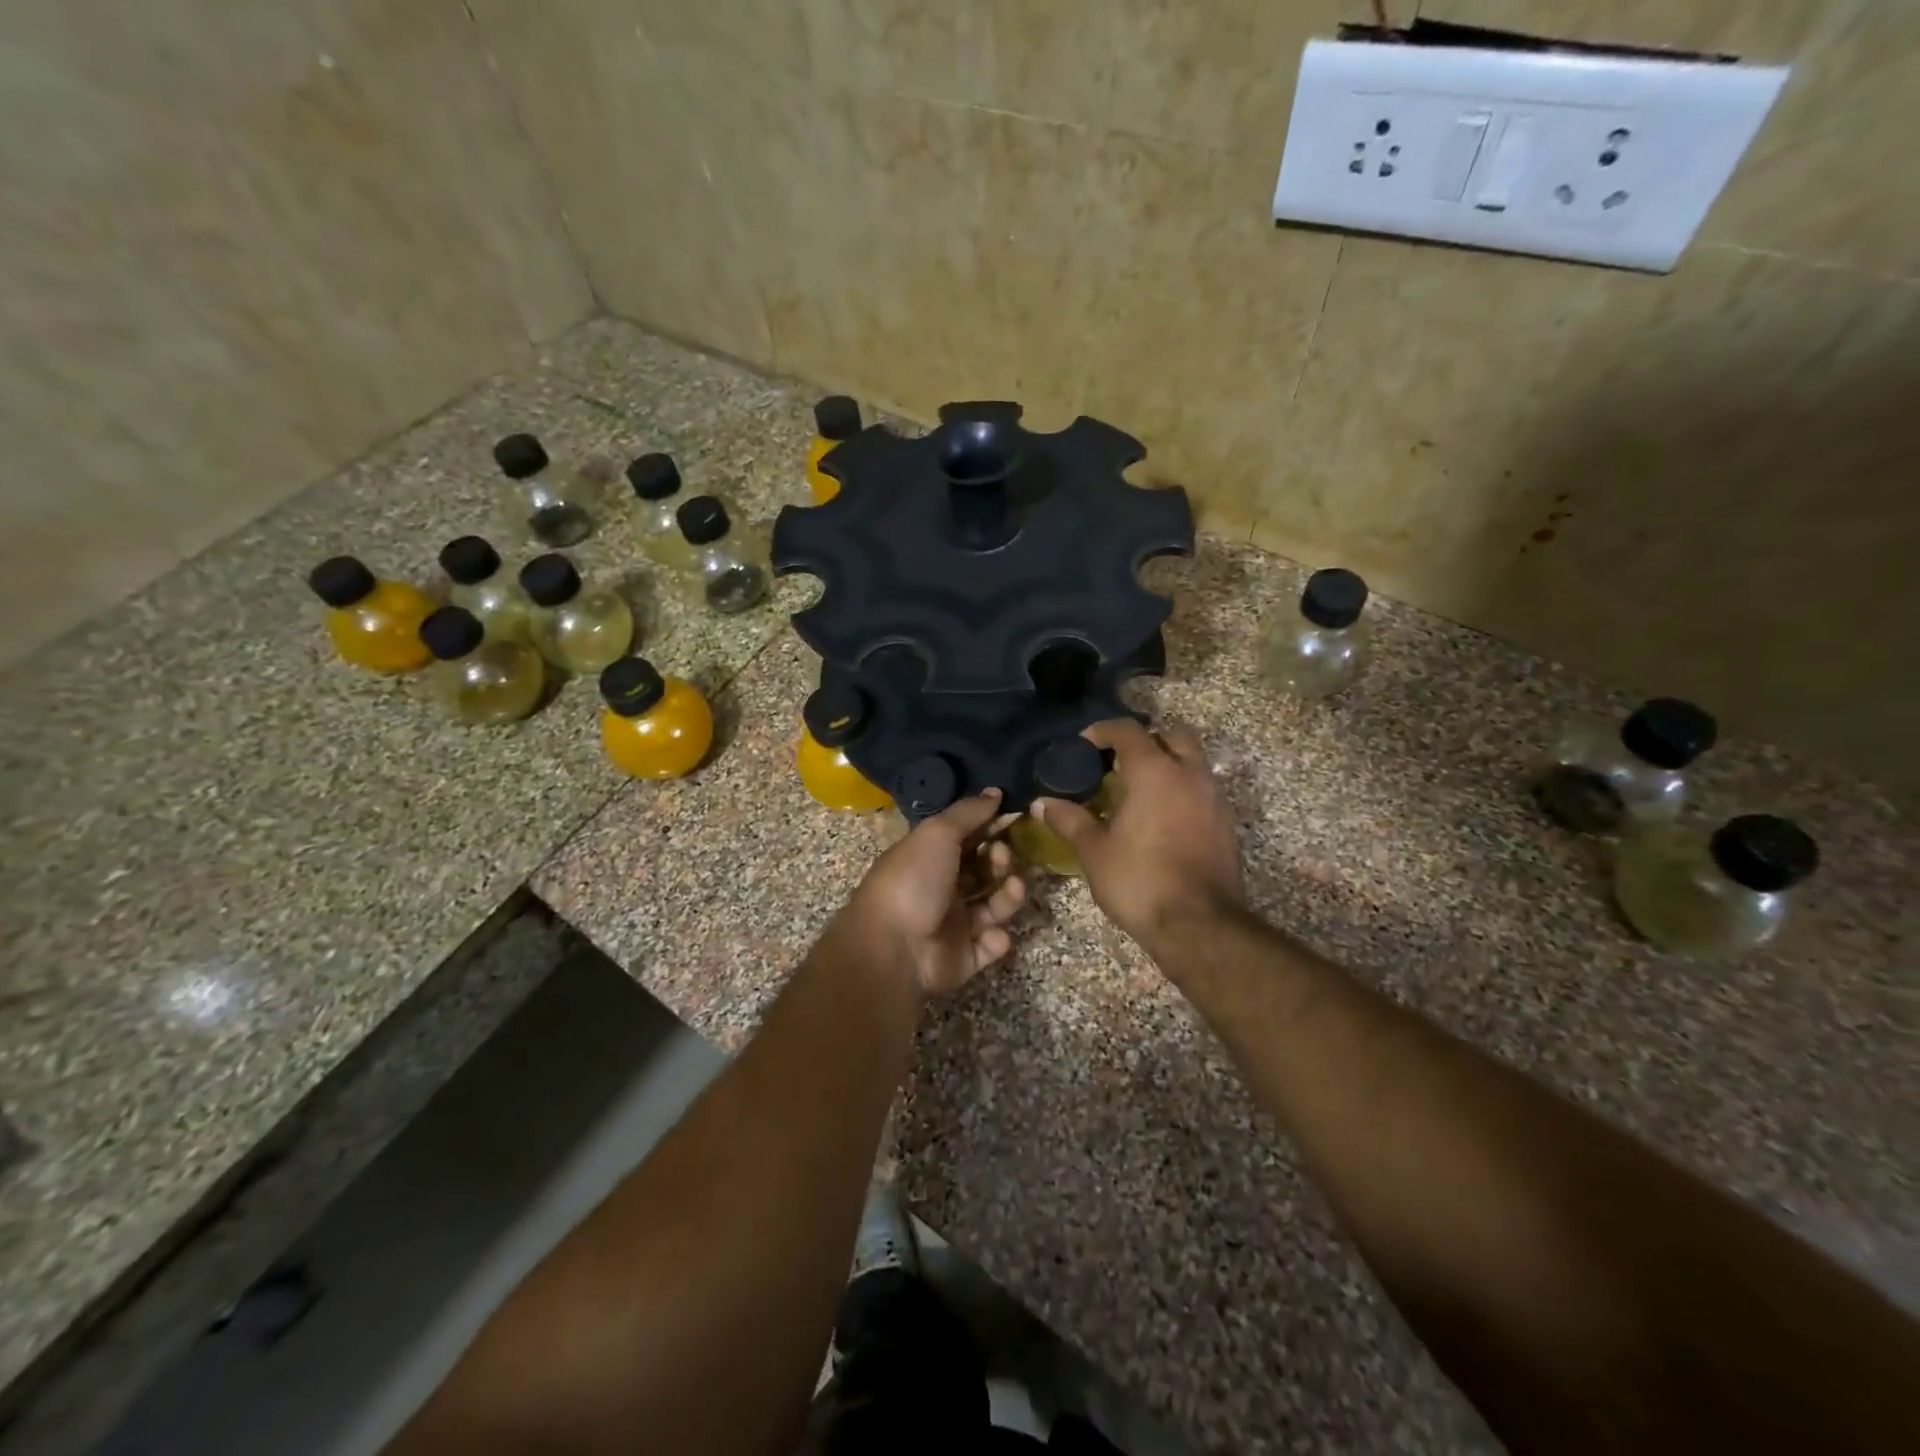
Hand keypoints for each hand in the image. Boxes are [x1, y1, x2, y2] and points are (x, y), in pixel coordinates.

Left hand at [843, 790, 1025, 999]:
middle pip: (984, 870)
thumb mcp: (937, 834)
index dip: (990, 827)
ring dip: (1008, 895)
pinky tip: (991, 934)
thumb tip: (995, 791)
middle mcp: (942, 888)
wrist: (893, 950)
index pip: (967, 837)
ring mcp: (954, 924)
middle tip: (1002, 856)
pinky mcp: (965, 957)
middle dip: (1001, 860)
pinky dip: (997, 939)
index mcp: (929, 857)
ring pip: (994, 905)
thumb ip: (968, 812)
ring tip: (1011, 888)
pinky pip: (992, 944)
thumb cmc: (913, 881)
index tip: (1015, 817)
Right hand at [1035, 719, 1243, 949]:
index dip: (1102, 731)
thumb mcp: (1094, 851)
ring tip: (1137, 793)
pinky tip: (1160, 819)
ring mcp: (1213, 798)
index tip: (1083, 746)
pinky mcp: (1225, 824)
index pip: (1128, 730)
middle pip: (1171, 735)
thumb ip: (1069, 820)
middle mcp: (1189, 774)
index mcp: (1154, 771)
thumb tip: (1042, 803)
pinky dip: (1181, 791)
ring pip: (1191, 762)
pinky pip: (1201, 790)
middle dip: (1145, 741)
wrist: (1199, 925)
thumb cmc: (1139, 880)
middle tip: (1118, 764)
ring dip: (1167, 766)